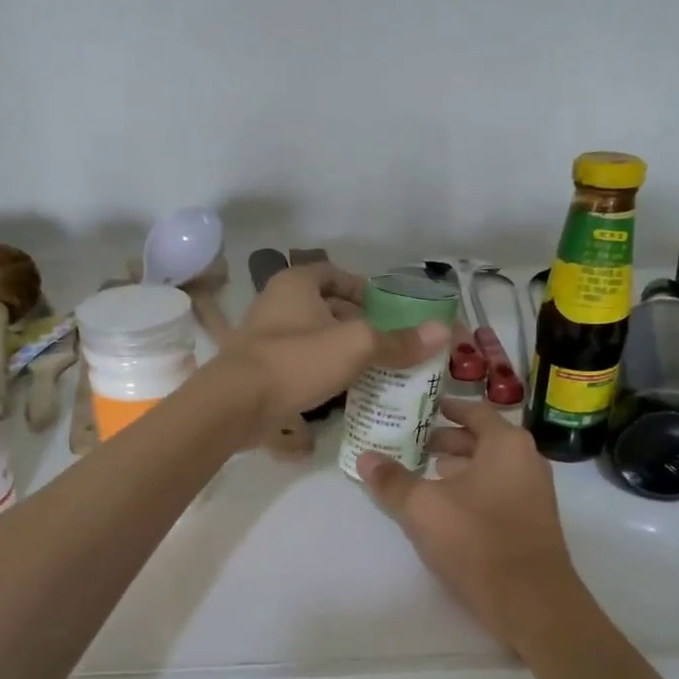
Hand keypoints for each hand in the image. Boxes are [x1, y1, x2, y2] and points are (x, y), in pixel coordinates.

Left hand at [212, 262, 448, 432]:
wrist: (235, 405)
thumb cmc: (295, 361)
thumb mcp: (355, 346)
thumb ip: (397, 340)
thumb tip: (443, 331)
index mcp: (296, 284)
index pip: (334, 273)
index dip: (362, 288)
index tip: (386, 309)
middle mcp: (277, 303)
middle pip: (325, 306)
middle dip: (355, 322)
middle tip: (387, 342)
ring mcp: (265, 337)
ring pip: (313, 336)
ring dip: (339, 349)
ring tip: (372, 367)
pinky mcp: (260, 369)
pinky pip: (299, 362)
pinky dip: (321, 370)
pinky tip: (343, 390)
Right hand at [357, 399, 585, 648]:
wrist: (531, 601)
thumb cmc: (476, 539)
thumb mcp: (422, 507)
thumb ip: (392, 481)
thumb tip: (364, 458)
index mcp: (506, 443)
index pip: (473, 411)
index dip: (445, 409)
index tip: (420, 409)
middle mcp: (527, 459)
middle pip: (482, 439)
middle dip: (447, 440)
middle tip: (412, 442)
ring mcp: (534, 492)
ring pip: (490, 467)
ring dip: (459, 467)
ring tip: (425, 472)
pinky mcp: (533, 521)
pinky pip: (498, 490)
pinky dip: (472, 489)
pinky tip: (447, 507)